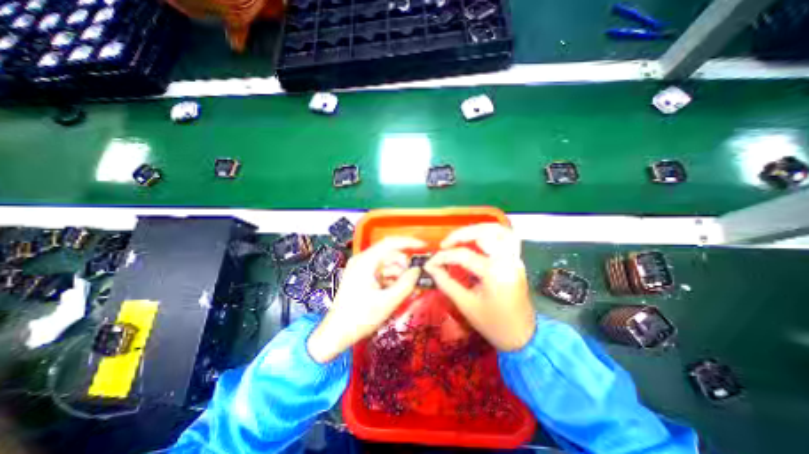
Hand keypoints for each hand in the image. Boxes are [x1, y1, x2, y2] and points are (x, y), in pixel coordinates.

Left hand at [306, 236, 425, 362]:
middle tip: (419, 276)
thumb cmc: (360, 318)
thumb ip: (406, 284)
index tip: (424, 247)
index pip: (391, 243)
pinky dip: (392, 279)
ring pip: (387, 264)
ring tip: (412, 287)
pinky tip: (401, 290)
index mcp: (365, 261)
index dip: (409, 242)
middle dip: (405, 264)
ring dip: (400, 273)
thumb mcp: (387, 302)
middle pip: (390, 254)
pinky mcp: (362, 277)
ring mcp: (361, 268)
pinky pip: (381, 272)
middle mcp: (362, 260)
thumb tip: (418, 270)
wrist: (336, 333)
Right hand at [425, 224, 535, 350]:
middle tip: (445, 244)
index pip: (463, 255)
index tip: (430, 263)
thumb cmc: (493, 324)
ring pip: (498, 230)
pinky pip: (506, 238)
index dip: (442, 257)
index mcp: (494, 273)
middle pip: (484, 233)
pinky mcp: (517, 260)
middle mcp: (507, 260)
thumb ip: (446, 282)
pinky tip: (478, 239)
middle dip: (460, 234)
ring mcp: (515, 259)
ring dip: (477, 229)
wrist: (522, 336)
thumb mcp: (465, 305)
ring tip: (460, 237)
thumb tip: (431, 267)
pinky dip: (490, 233)